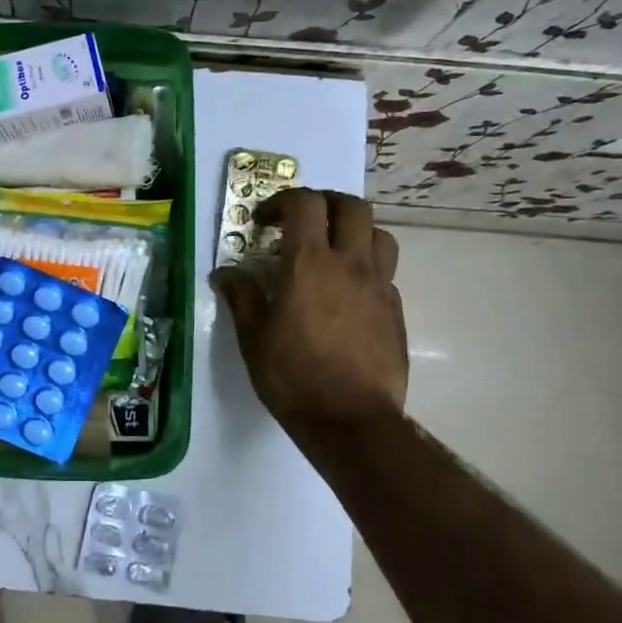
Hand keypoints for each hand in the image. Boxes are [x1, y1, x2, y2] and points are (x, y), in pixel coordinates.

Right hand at [212, 189, 408, 443]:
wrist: (351, 420)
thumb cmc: (293, 376)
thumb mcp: (253, 338)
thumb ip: (241, 297)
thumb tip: (225, 274)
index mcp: (309, 264)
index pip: (305, 203)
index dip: (282, 202)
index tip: (265, 223)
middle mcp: (350, 264)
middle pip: (352, 206)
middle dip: (325, 204)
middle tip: (303, 223)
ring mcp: (379, 285)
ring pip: (378, 233)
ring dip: (354, 231)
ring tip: (333, 251)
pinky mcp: (396, 309)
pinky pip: (385, 271)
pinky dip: (366, 267)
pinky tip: (347, 293)